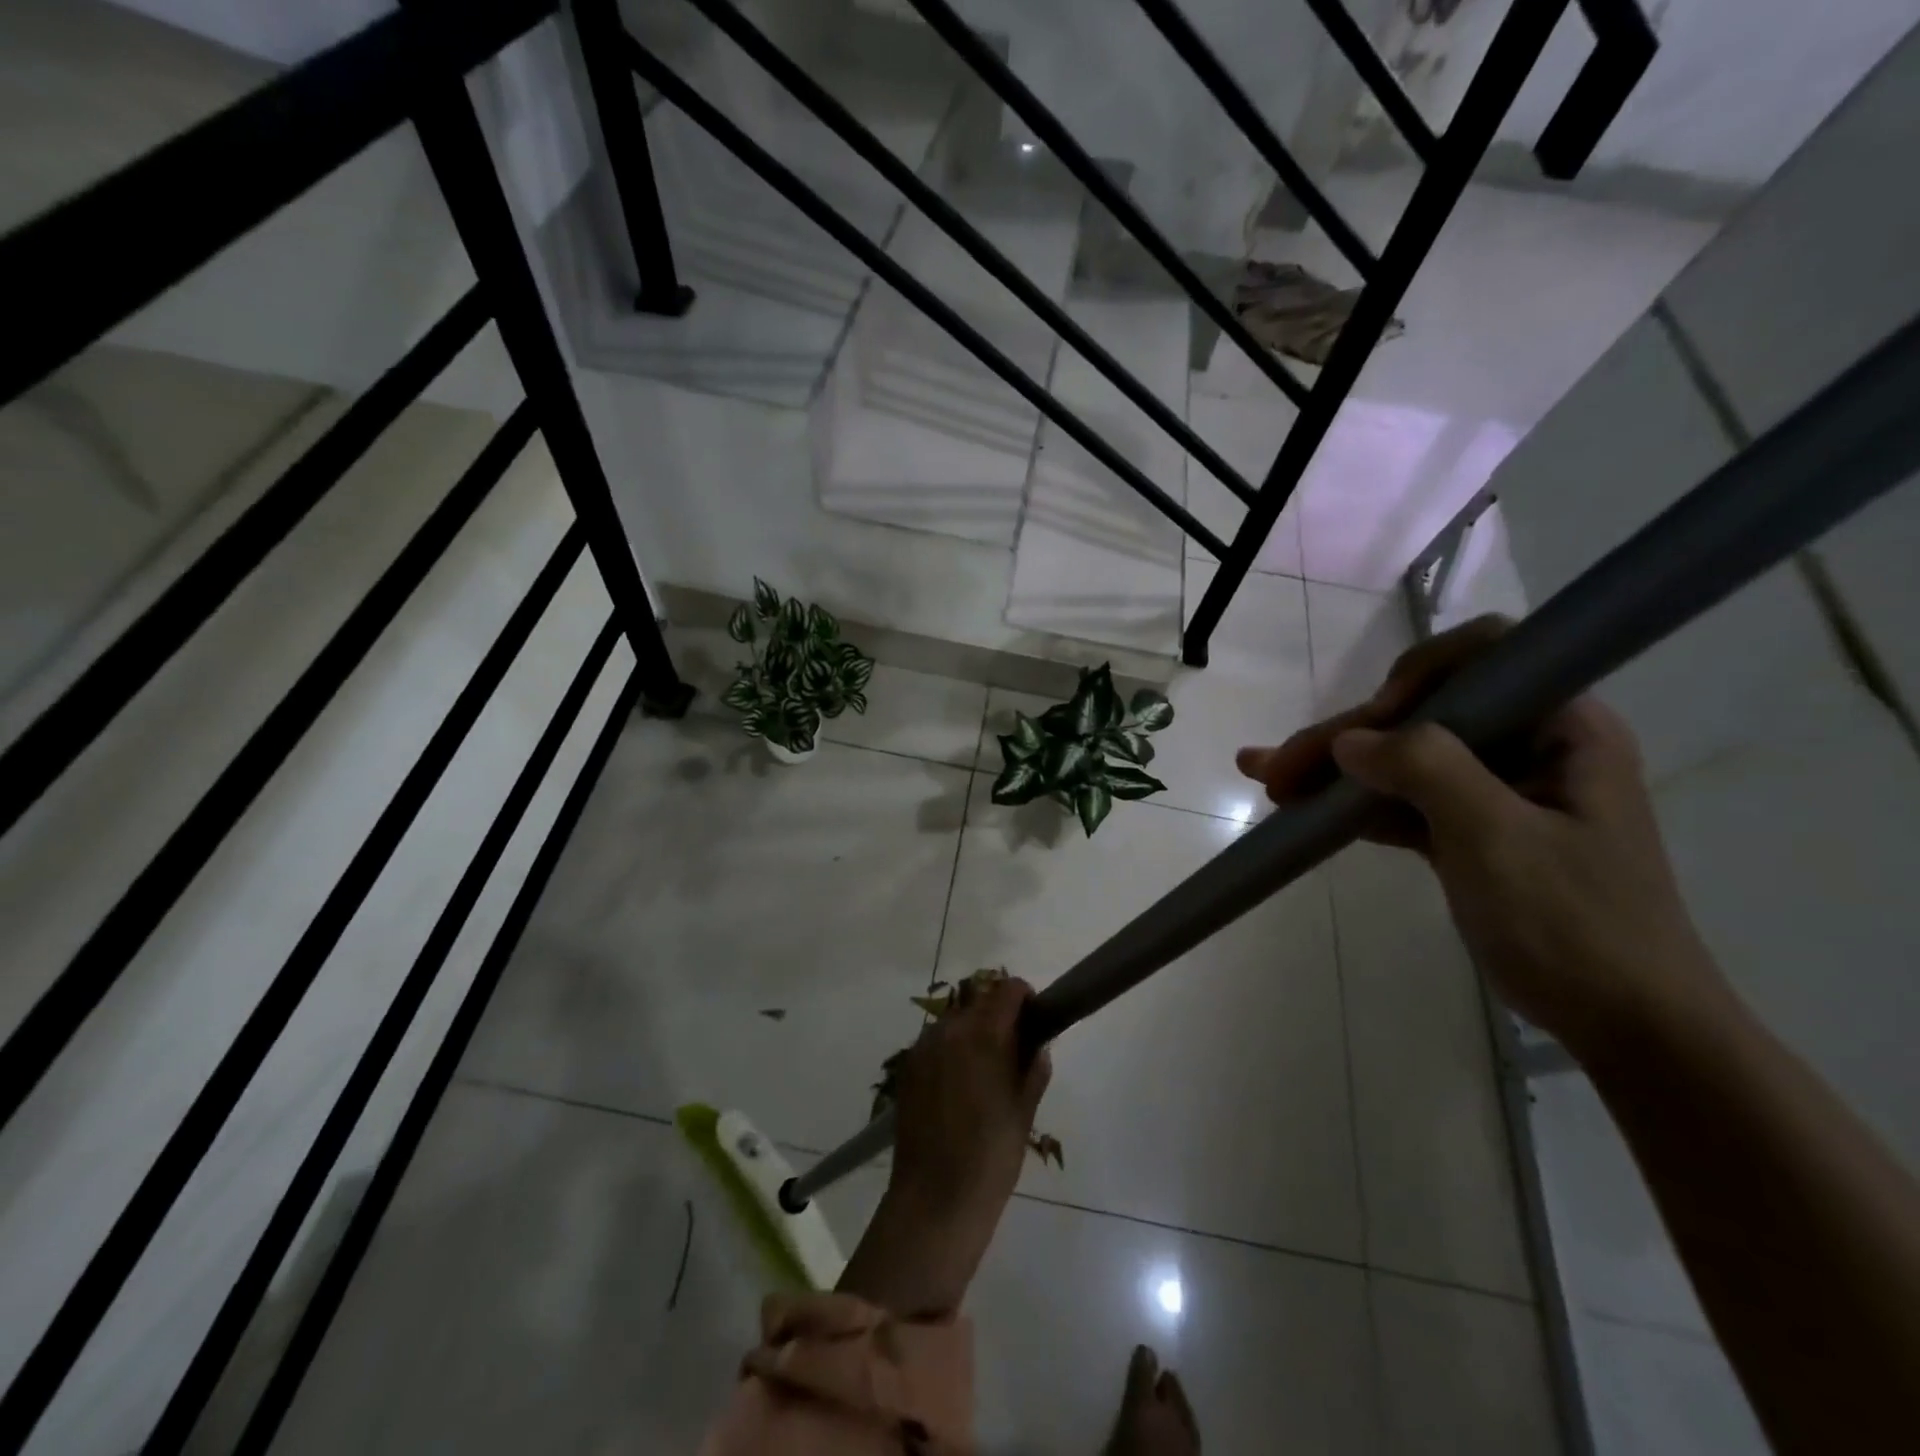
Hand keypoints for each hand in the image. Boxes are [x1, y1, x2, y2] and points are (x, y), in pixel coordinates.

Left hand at [838, 977, 1050, 1315]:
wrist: (934, 1201)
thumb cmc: (991, 1157)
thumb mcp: (1024, 1112)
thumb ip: (1033, 1069)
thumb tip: (1037, 1045)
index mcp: (983, 1034)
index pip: (1008, 990)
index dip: (1026, 999)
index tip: (1036, 1022)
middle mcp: (949, 1029)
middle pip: (980, 1003)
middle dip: (1000, 1018)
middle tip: (1014, 1053)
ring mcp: (923, 1047)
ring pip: (956, 1022)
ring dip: (974, 1033)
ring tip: (985, 1073)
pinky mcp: (907, 1068)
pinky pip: (936, 1044)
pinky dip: (952, 1051)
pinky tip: (959, 1088)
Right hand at [1236, 616, 1728, 1057]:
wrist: (1624, 1025)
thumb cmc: (1576, 924)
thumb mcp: (1498, 838)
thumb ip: (1426, 770)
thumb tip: (1349, 739)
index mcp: (1562, 727)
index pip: (1486, 656)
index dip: (1420, 675)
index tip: (1375, 723)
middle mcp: (1529, 746)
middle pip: (1423, 714)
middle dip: (1347, 735)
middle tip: (1277, 767)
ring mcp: (1495, 791)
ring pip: (1402, 758)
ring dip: (1335, 769)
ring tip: (1269, 780)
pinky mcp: (1469, 832)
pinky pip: (1402, 801)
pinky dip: (1353, 805)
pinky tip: (1302, 811)